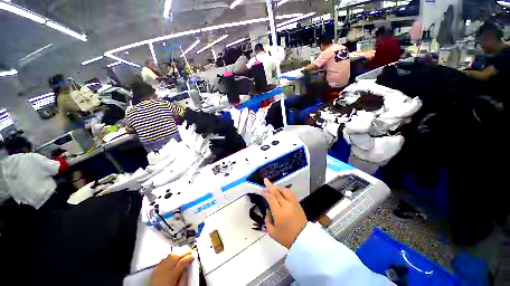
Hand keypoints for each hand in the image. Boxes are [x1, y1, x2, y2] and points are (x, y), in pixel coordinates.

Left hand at [150, 252, 193, 285]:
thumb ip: (184, 278)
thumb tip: (188, 269)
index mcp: (171, 275)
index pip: (182, 262)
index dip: (189, 257)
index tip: (194, 256)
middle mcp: (164, 269)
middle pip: (175, 256)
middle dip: (184, 252)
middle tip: (190, 251)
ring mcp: (158, 268)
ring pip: (169, 256)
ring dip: (178, 253)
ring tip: (183, 253)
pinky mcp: (154, 269)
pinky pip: (164, 259)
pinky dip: (170, 257)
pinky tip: (173, 258)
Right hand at [263, 178, 307, 248]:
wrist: (303, 240)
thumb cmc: (286, 238)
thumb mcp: (272, 232)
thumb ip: (267, 220)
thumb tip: (268, 210)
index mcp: (279, 213)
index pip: (271, 198)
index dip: (266, 193)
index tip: (262, 190)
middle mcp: (286, 206)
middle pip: (277, 192)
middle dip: (270, 186)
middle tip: (265, 180)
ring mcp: (293, 204)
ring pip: (285, 191)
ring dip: (278, 187)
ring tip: (273, 186)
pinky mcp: (298, 204)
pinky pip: (290, 194)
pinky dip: (285, 191)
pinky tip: (282, 191)